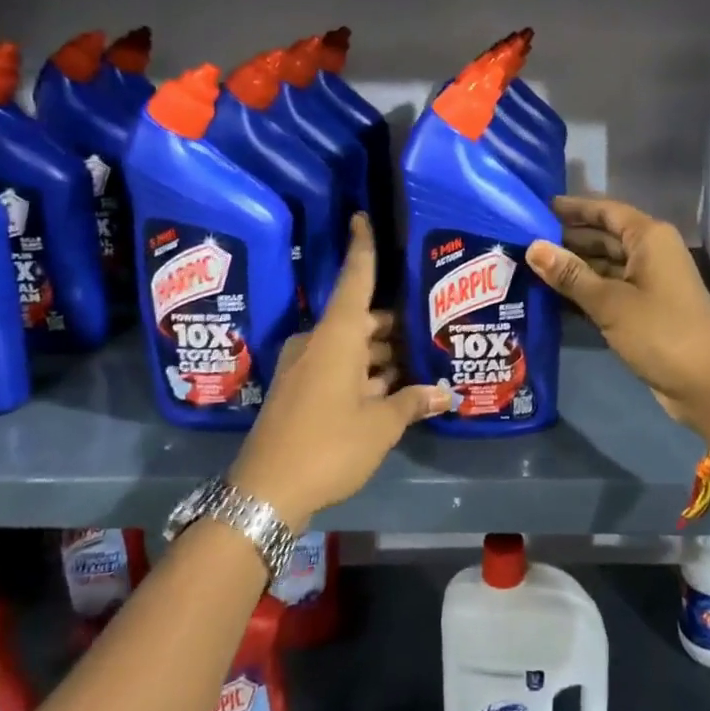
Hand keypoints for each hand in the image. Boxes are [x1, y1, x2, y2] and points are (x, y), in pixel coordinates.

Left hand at [231, 214, 449, 528]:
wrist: (264, 493)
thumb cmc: (328, 445)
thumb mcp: (380, 425)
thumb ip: (412, 403)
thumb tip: (445, 393)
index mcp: (336, 336)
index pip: (355, 279)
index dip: (363, 248)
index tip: (362, 217)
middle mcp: (318, 343)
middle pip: (362, 320)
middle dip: (395, 327)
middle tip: (432, 329)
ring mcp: (305, 368)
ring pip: (352, 348)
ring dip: (383, 357)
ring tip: (422, 364)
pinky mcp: (299, 392)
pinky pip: (339, 369)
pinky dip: (365, 375)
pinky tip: (394, 391)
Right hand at [526, 195, 709, 444]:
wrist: (708, 386)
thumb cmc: (661, 333)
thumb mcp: (610, 303)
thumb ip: (570, 275)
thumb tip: (532, 246)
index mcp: (649, 238)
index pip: (605, 211)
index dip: (572, 208)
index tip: (536, 208)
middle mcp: (651, 252)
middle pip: (603, 237)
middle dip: (567, 239)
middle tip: (522, 240)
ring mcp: (649, 282)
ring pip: (604, 265)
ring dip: (573, 267)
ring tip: (529, 267)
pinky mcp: (645, 309)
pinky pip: (609, 289)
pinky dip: (585, 291)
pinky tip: (552, 296)